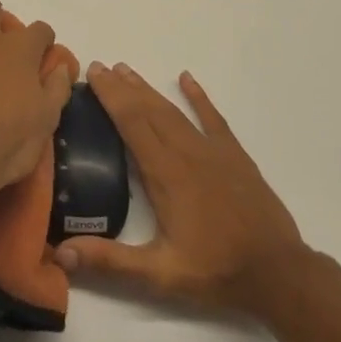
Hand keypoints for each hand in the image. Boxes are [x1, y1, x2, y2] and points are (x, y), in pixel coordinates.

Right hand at [54, 64, 308, 318]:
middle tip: (100, 67)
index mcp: (166, 175)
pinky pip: (213, 118)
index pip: (131, 123)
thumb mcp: (159, 275)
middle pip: (149, 110)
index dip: (110, 96)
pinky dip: (199, 97)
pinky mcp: (235, 156)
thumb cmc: (216, 271)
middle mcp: (187, 153)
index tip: (92, 73)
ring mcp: (213, 151)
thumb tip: (61, 252)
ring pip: (174, 111)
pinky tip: (188, 78)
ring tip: (127, 71)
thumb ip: (110, 261)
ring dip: (149, 90)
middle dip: (122, 87)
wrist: (279, 274)